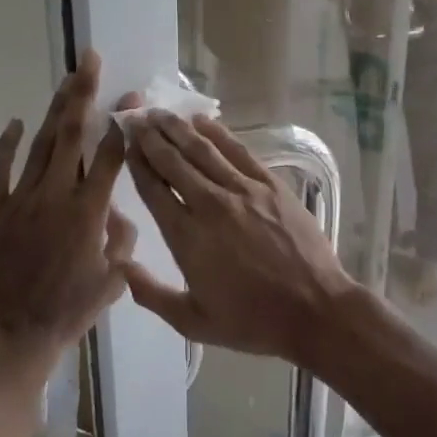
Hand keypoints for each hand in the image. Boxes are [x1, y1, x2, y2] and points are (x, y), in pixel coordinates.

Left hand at [0, 52, 134, 375]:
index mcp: (89, 212)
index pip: (110, 155)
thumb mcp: (112, 280)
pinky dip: (7, 144)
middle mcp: (56, 195)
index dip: (122, 123)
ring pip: (42, 144)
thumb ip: (121, 240)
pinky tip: (16, 123)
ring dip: (55, 109)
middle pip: (72, 134)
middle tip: (90, 60)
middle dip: (83, 94)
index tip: (131, 98)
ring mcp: (21, 200)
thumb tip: (118, 212)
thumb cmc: (69, 311)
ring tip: (66, 80)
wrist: (13, 335)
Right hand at [120, 110, 356, 360]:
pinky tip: (202, 121)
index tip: (125, 143)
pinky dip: (218, 133)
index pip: (154, 190)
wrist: (315, 310)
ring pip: (202, 150)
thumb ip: (152, 295)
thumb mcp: (194, 322)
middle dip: (151, 138)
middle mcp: (210, 205)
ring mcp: (243, 191)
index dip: (137, 163)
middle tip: (136, 117)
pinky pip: (238, 151)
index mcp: (187, 238)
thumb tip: (121, 265)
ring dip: (178, 129)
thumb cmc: (253, 321)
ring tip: (160, 113)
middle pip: (173, 162)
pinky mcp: (271, 185)